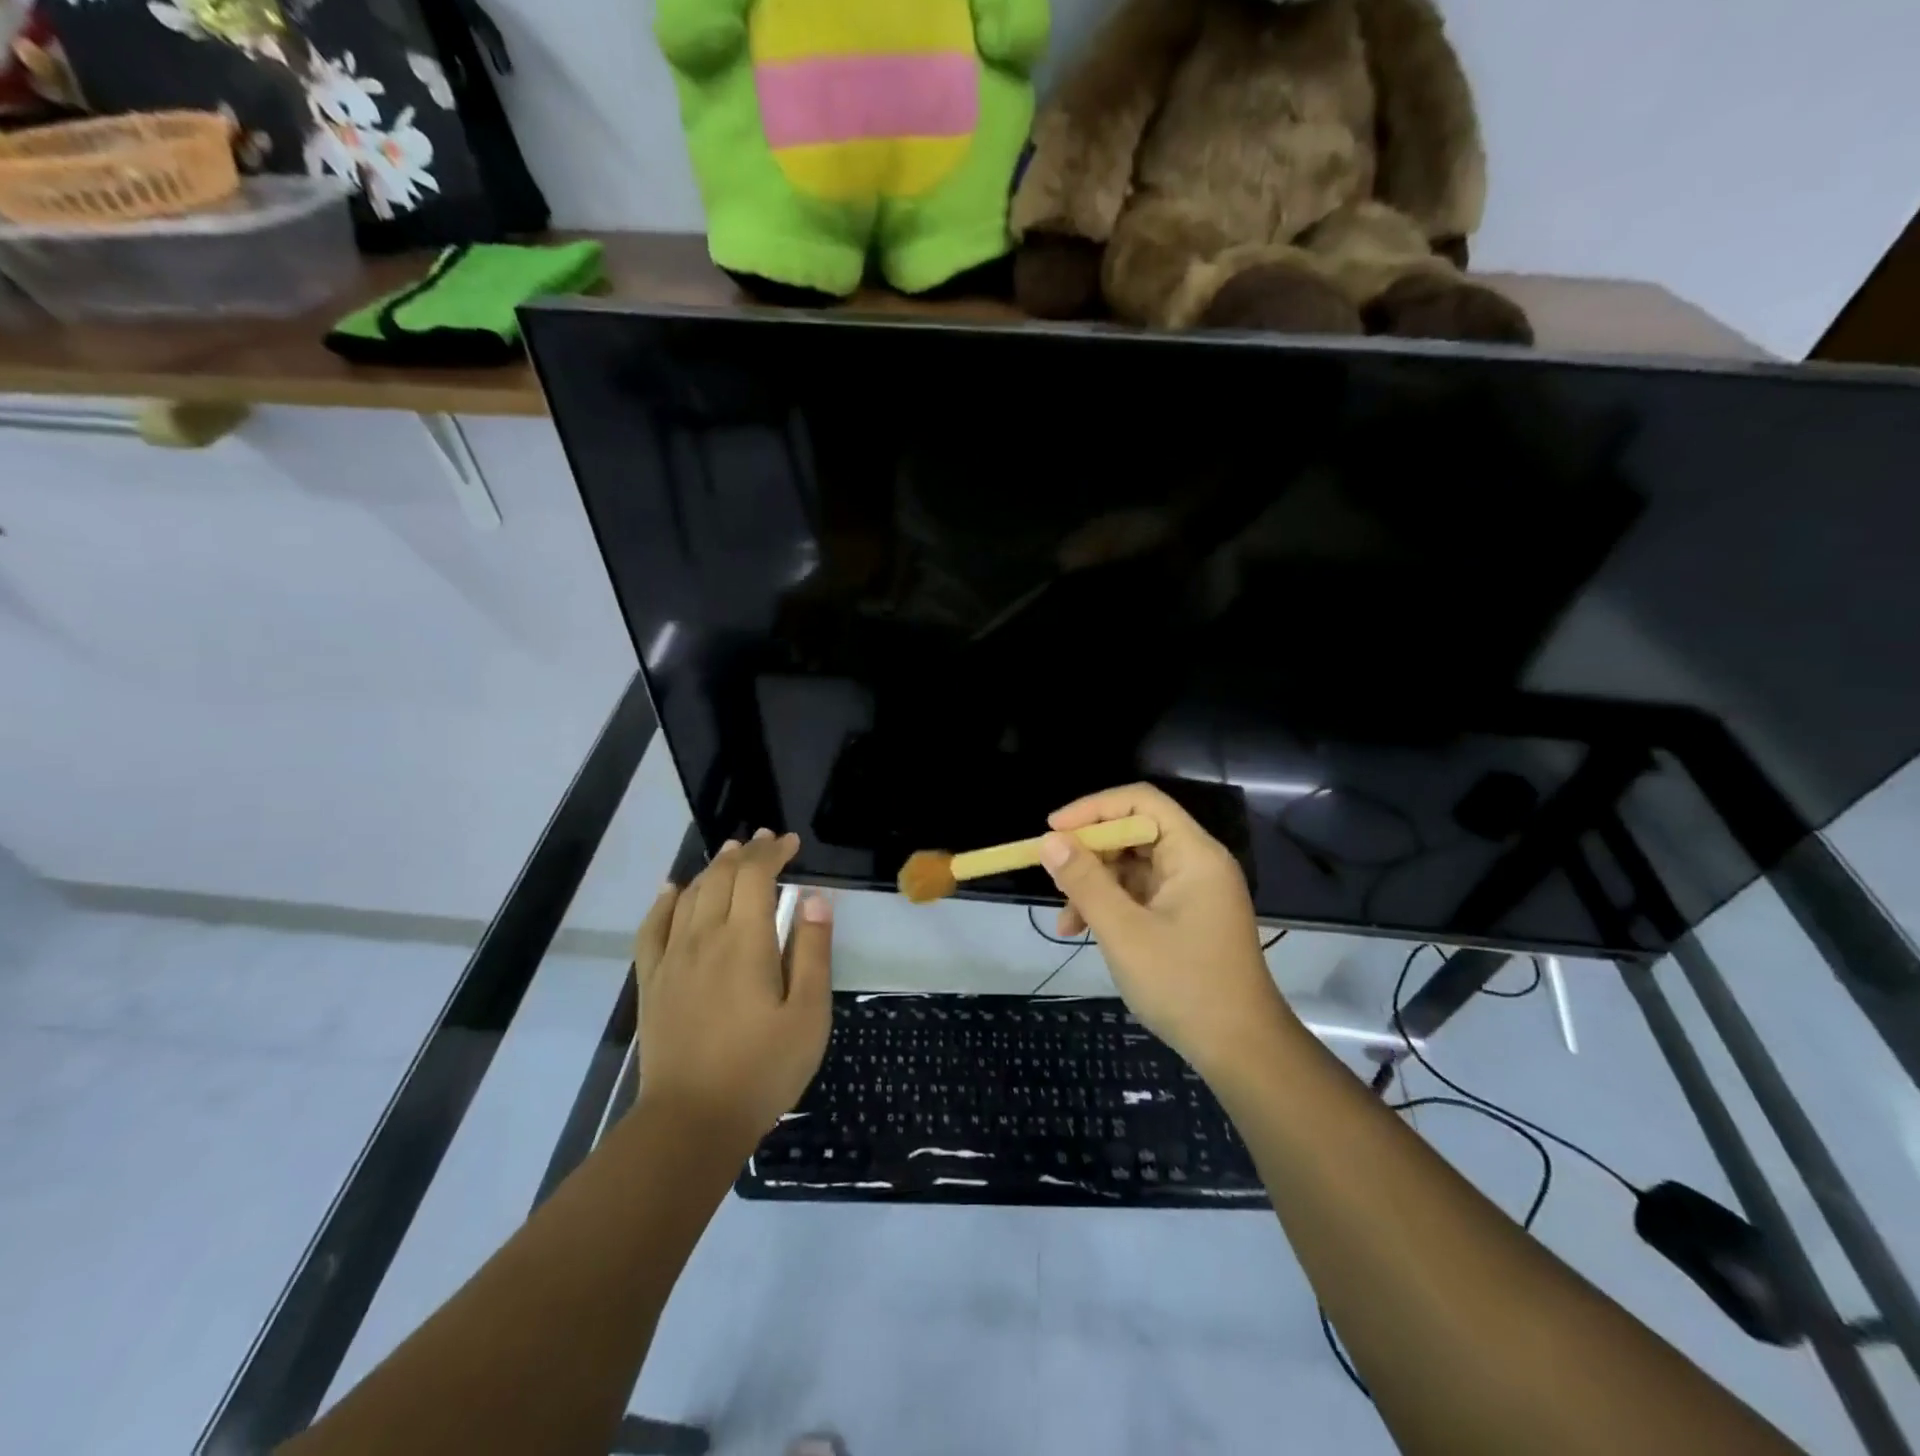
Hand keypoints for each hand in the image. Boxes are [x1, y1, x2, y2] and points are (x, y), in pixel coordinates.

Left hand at [633, 830, 832, 1152]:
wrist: (692, 1121)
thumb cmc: (763, 1069)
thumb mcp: (809, 1014)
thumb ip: (812, 951)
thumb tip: (814, 898)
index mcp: (745, 941)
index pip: (756, 876)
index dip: (774, 853)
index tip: (792, 843)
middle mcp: (704, 938)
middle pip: (721, 877)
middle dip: (746, 853)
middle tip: (767, 842)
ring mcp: (672, 959)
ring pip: (690, 896)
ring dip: (713, 869)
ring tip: (731, 855)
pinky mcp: (653, 983)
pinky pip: (651, 928)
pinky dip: (664, 902)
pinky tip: (672, 890)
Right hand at [1040, 784, 1292, 1075]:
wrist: (1241, 1051)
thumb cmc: (1184, 984)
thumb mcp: (1124, 931)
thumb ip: (1085, 881)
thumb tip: (1050, 840)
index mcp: (1193, 854)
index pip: (1141, 802)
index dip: (1094, 809)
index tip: (1053, 830)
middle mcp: (1195, 864)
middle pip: (1134, 834)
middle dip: (1089, 854)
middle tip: (1053, 876)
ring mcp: (1191, 893)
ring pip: (1132, 869)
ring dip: (1094, 887)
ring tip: (1066, 921)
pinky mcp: (1185, 918)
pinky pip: (1140, 896)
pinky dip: (1110, 908)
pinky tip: (1082, 933)